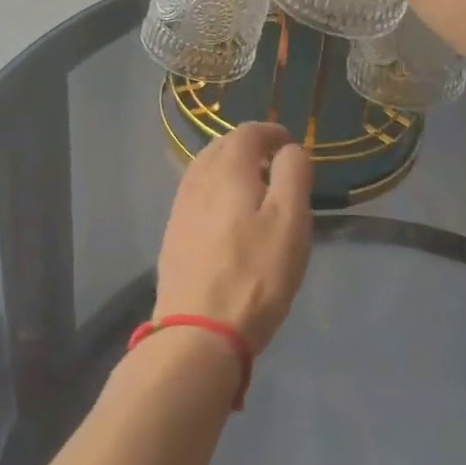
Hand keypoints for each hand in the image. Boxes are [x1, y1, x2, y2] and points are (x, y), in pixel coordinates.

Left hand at [153, 123, 313, 354]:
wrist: (198, 332)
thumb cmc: (255, 274)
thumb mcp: (290, 221)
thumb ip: (293, 175)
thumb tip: (289, 150)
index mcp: (228, 170)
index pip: (247, 132)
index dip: (271, 132)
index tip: (289, 145)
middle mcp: (198, 181)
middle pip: (221, 147)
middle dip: (248, 147)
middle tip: (273, 163)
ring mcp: (180, 209)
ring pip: (205, 171)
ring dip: (229, 169)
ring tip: (252, 187)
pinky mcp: (173, 236)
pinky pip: (195, 196)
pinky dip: (214, 191)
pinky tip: (225, 215)